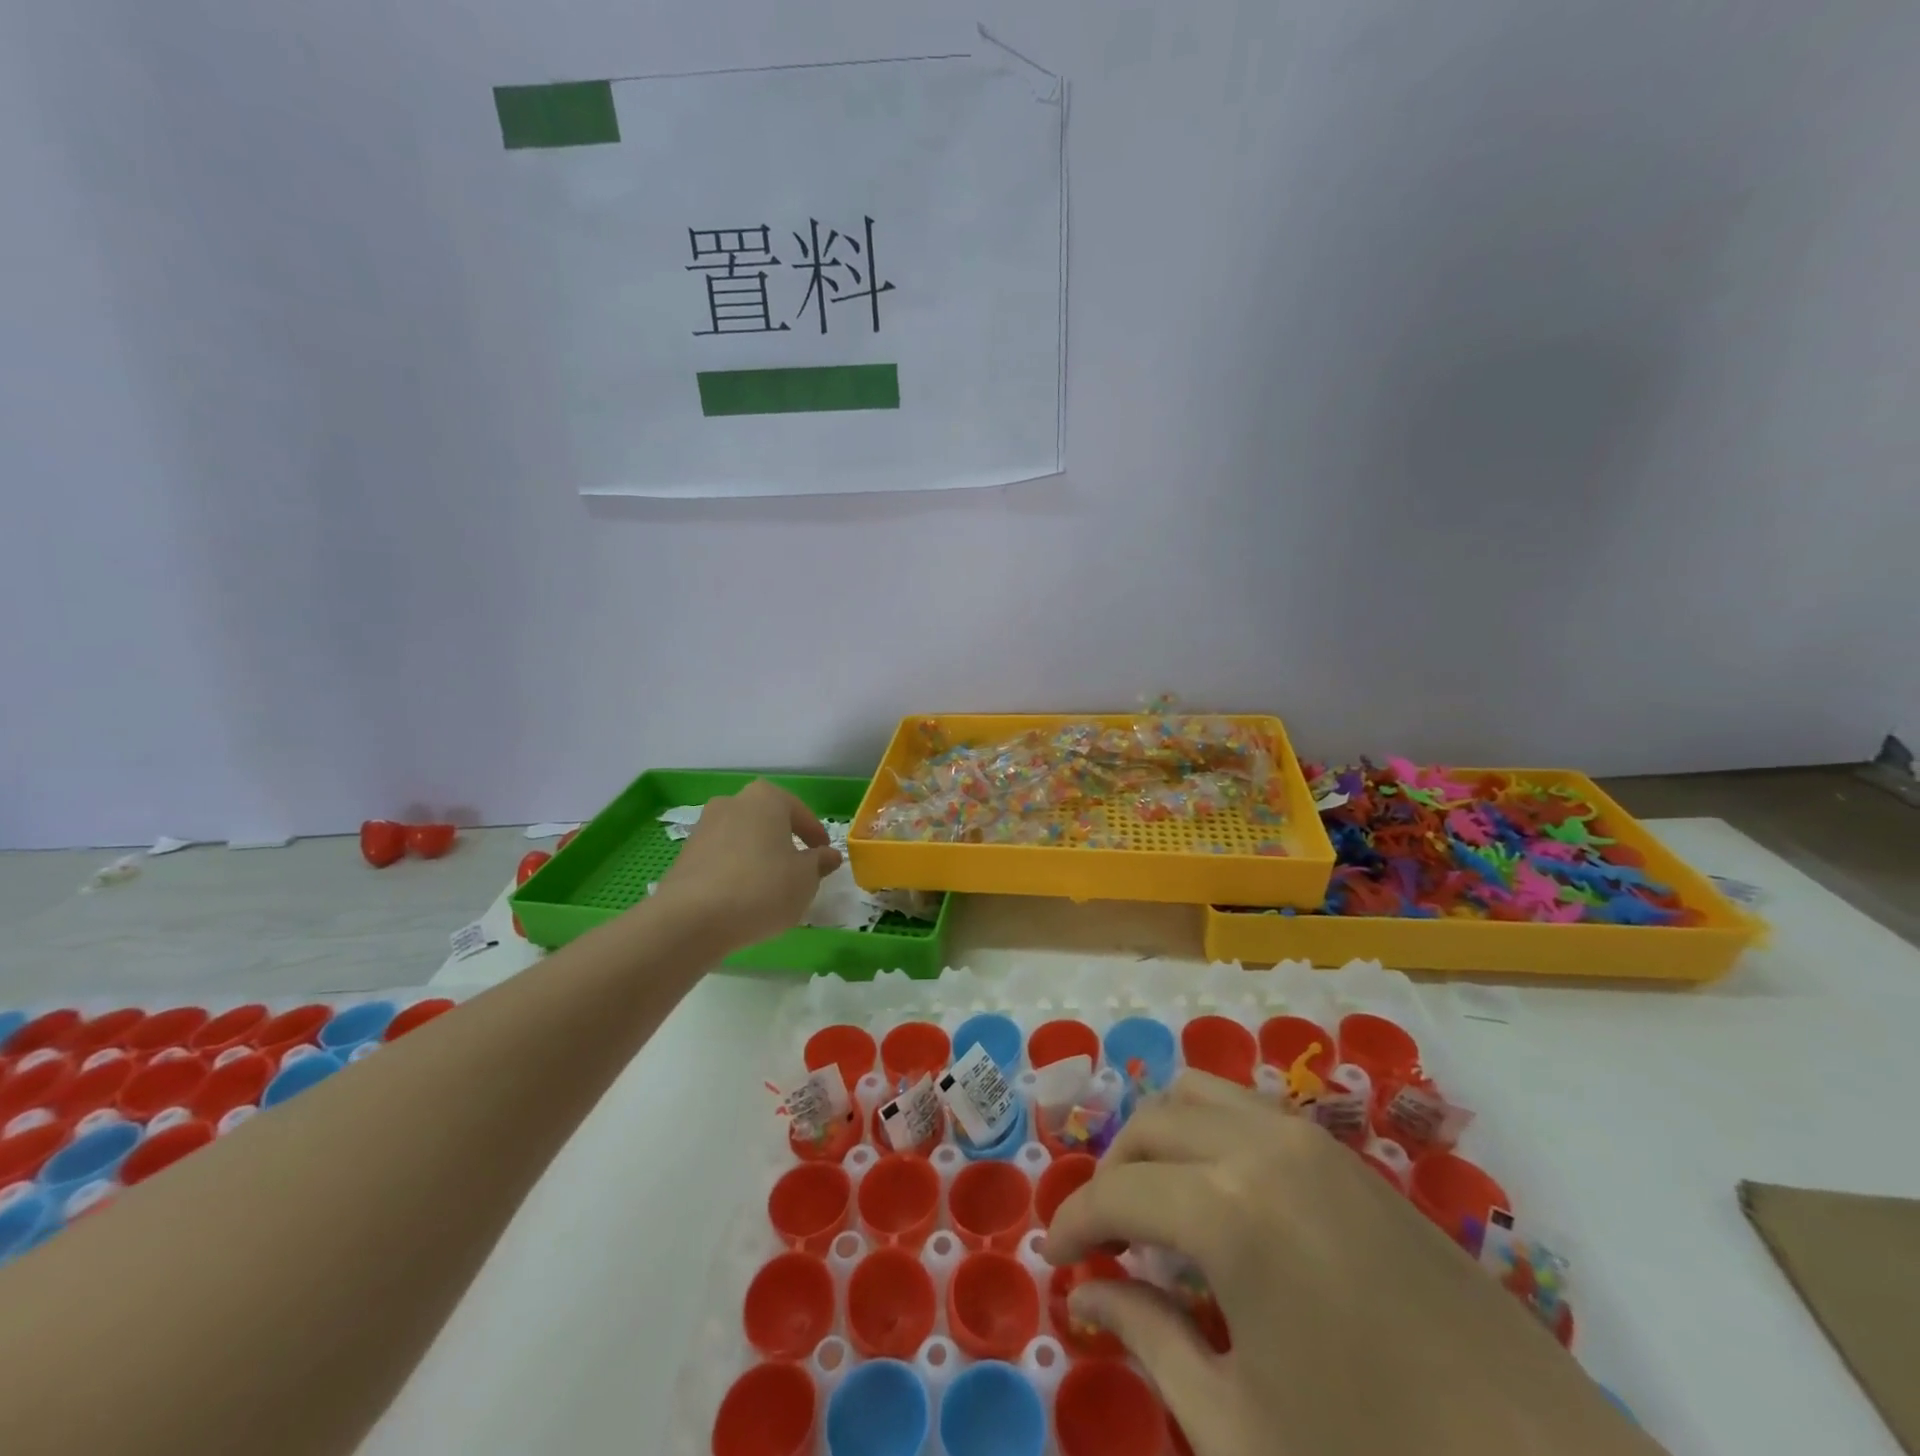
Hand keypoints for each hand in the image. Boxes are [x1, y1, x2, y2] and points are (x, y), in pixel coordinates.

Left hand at [654, 781, 841, 952]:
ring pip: (743, 839)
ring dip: (758, 856)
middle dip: (783, 842)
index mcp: (766, 798)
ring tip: (770, 887)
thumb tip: (828, 855)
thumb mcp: (805, 879)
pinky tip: (742, 897)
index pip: (800, 813)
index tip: (825, 856)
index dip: (816, 836)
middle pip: (768, 821)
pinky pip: (722, 858)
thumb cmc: (762, 888)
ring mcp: (704, 827)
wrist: (691, 919)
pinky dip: (735, 871)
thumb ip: (819, 863)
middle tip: (798, 869)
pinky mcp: (685, 854)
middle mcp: (733, 802)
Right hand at [1046, 1073, 1661, 1455]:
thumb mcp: (1240, 1429)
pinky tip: (1223, 1198)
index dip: (1074, 1220)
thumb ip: (1151, 1341)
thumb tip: (1092, 1294)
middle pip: (1152, 1125)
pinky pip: (1253, 1112)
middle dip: (1112, 1173)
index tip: (1054, 1257)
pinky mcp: (1351, 1158)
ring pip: (1201, 1095)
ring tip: (1156, 1202)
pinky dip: (1211, 1133)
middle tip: (1103, 1237)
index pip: (1118, 1192)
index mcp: (1228, 1213)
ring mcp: (1313, 1143)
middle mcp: (1262, 1150)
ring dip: (1160, 1138)